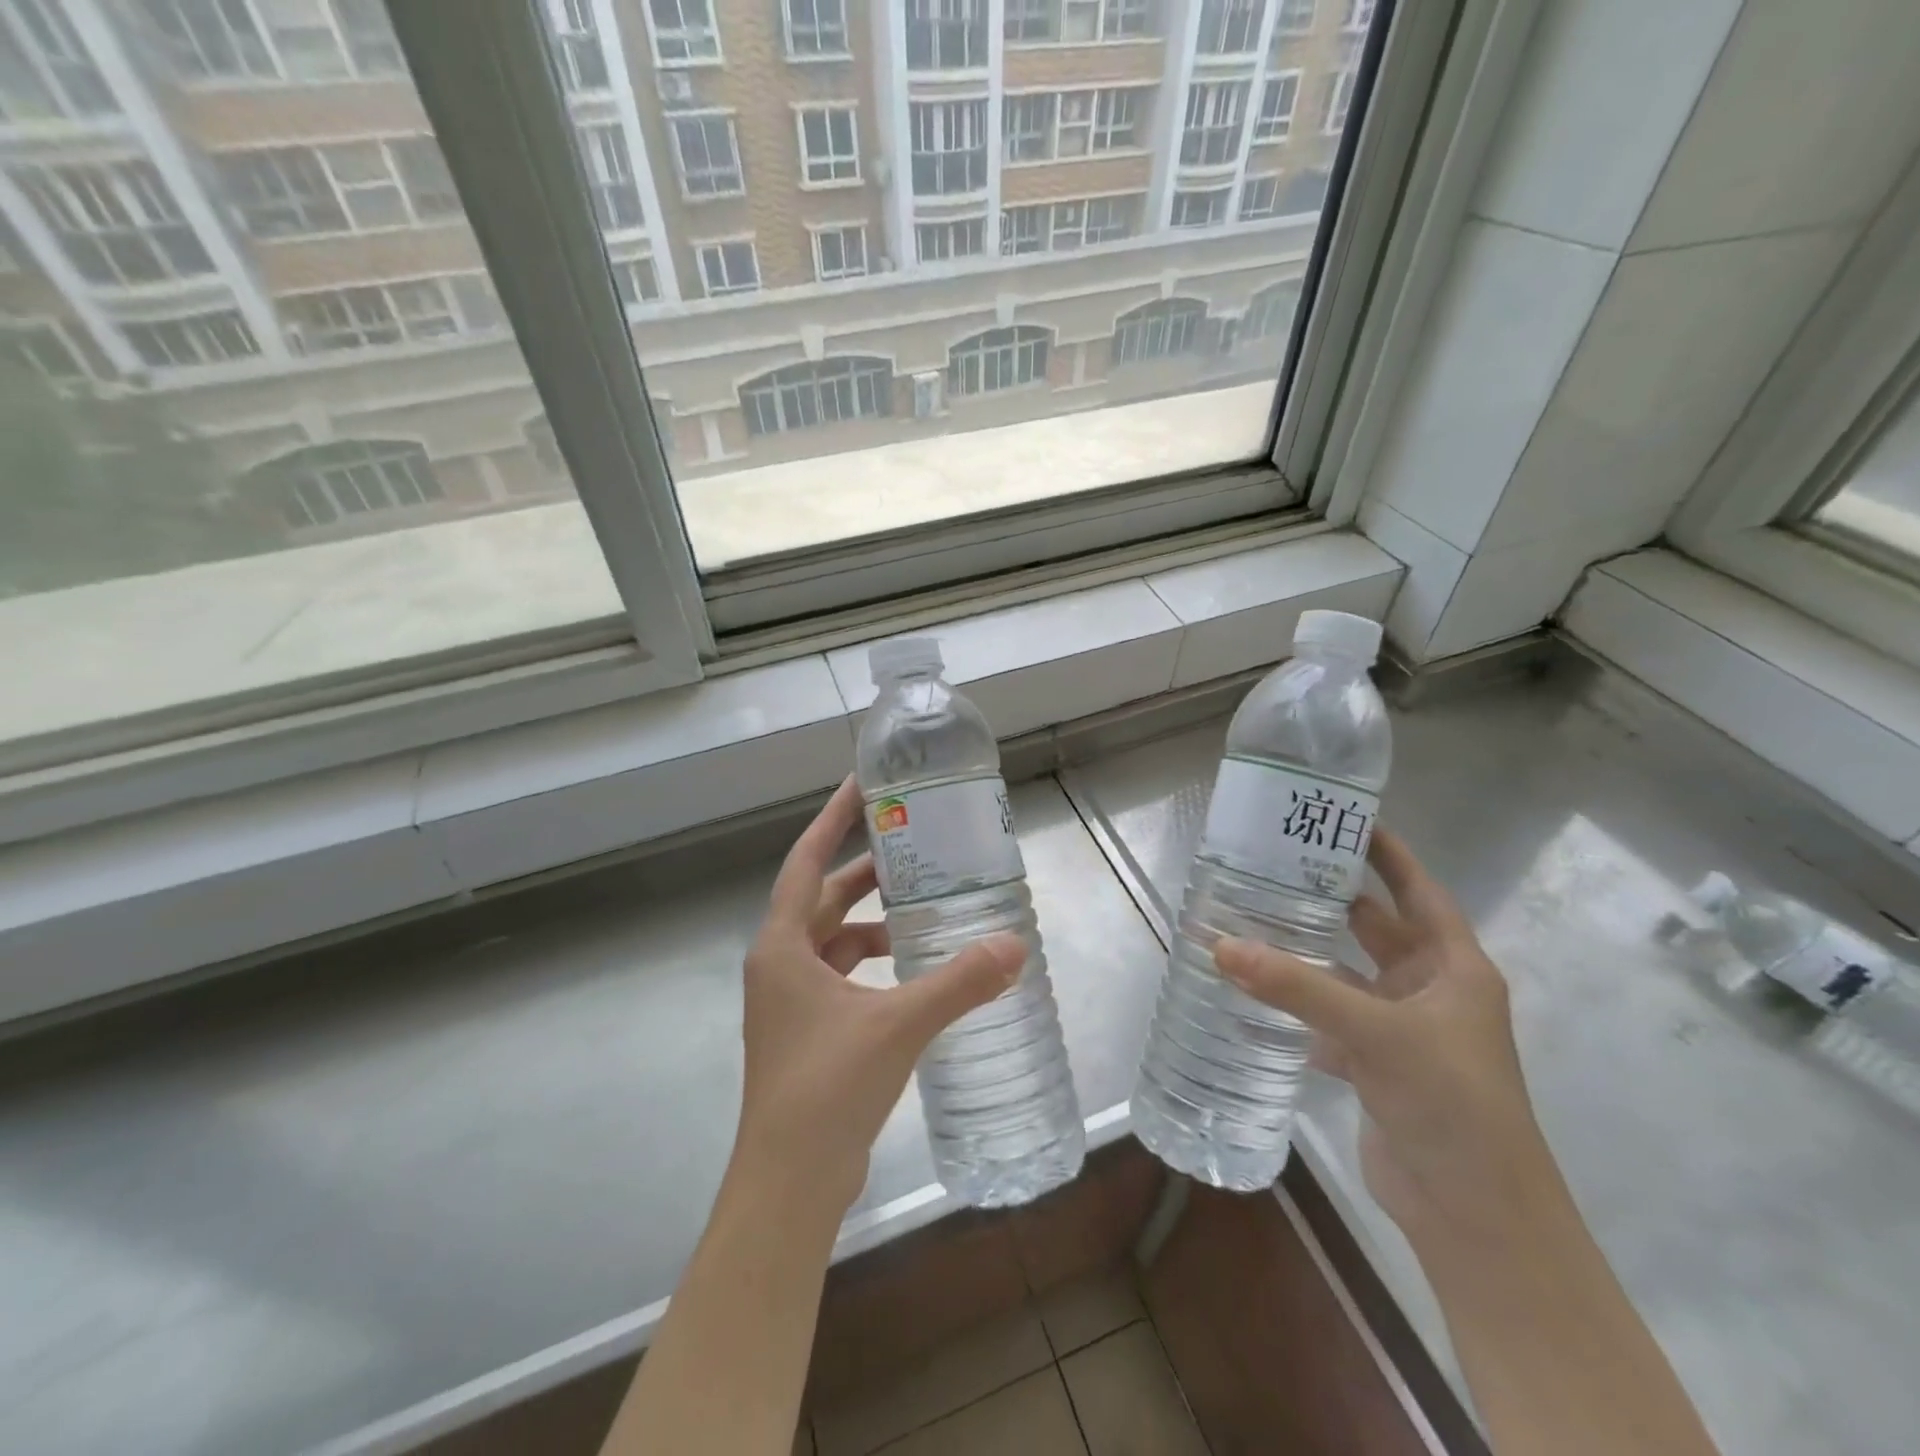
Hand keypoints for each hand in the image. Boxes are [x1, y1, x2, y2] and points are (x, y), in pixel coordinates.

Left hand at [733, 776, 1026, 1215]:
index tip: (860, 786)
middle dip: (862, 873)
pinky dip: (870, 964)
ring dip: (869, 922)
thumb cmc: (827, 1087)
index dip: (832, 820)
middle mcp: (779, 966)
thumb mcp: (898, 1024)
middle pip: (821, 900)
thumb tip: (1016, 945)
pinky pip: (839, 977)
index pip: (806, 862)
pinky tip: (910, 972)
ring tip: (919, 910)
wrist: (789, 1185)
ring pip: (831, 941)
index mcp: (783, 947)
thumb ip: (958, 982)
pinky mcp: (806, 1032)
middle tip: (910, 848)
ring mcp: (789, 1003)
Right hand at [1215, 829, 1560, 1248]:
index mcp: (1453, 967)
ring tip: (1250, 919)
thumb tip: (1220, 945)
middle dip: (1329, 897)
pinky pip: (1328, 1018)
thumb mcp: (1377, 1033)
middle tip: (1273, 864)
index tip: (1340, 818)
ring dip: (1305, 954)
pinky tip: (1253, 990)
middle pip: (1374, 927)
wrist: (1475, 1216)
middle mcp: (1428, 990)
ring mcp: (1400, 1029)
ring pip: (1344, 974)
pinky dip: (1295, 1005)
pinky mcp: (1374, 1064)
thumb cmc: (1451, 1104)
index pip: (1417, 890)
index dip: (1385, 853)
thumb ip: (1297, 988)